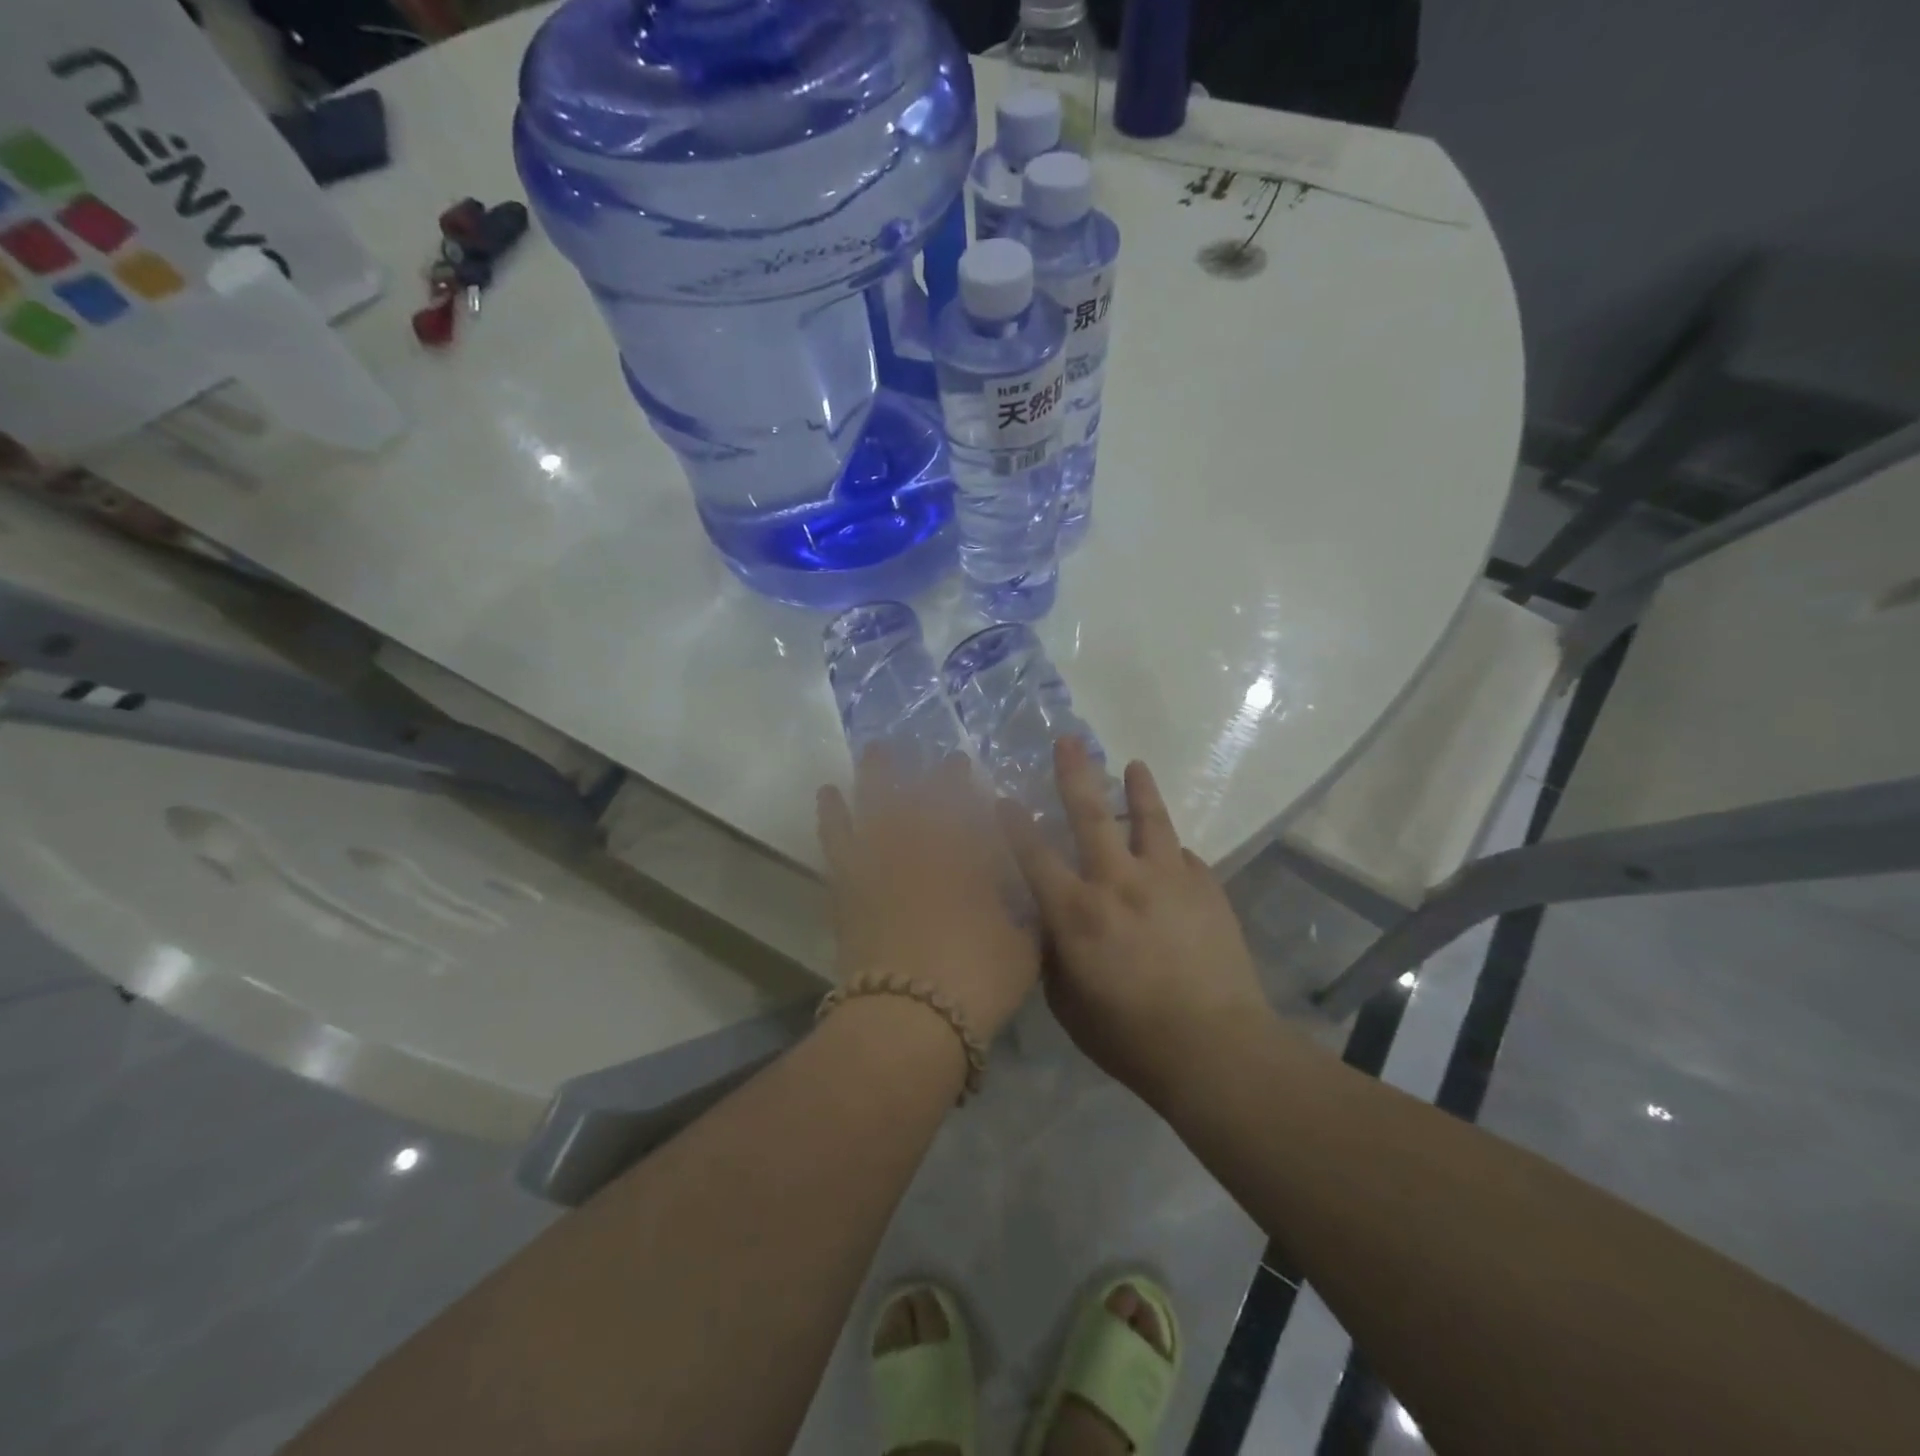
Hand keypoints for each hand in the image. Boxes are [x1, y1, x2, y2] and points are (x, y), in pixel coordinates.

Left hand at [818, 748, 1040, 1042]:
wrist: (910, 1019)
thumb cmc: (977, 983)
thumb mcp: (1024, 949)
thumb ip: (1026, 914)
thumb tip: (1025, 892)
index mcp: (970, 862)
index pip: (969, 811)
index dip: (967, 787)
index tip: (965, 765)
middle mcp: (926, 852)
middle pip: (926, 802)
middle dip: (933, 776)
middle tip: (935, 757)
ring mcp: (882, 865)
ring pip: (877, 808)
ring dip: (878, 776)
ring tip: (877, 749)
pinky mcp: (849, 887)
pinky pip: (836, 841)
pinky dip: (832, 815)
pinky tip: (828, 793)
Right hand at [998, 738, 1270, 1103]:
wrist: (1214, 1047)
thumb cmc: (1129, 1037)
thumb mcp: (1068, 1005)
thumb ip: (1053, 956)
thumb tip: (1049, 925)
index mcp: (1076, 912)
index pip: (1034, 855)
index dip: (1014, 823)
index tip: (1002, 797)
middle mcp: (1118, 882)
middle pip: (1091, 815)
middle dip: (1076, 774)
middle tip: (1069, 740)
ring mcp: (1168, 879)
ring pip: (1149, 820)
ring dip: (1139, 789)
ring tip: (1134, 765)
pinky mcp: (1207, 888)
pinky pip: (1184, 857)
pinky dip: (1171, 851)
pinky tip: (1170, 852)